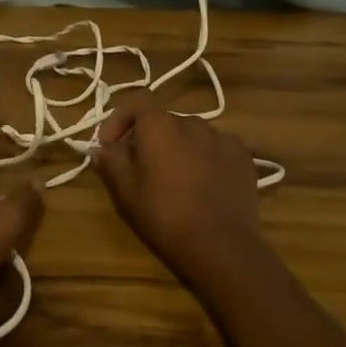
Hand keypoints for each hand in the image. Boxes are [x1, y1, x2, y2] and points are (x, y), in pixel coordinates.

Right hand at [93, 91, 267, 286]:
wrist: (221, 245)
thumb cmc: (164, 214)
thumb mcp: (125, 190)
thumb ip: (110, 161)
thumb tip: (103, 149)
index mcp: (160, 125)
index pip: (137, 101)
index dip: (120, 118)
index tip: (110, 145)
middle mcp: (192, 122)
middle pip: (164, 121)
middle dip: (148, 138)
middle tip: (141, 168)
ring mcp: (222, 137)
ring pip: (191, 135)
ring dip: (178, 148)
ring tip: (175, 179)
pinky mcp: (243, 156)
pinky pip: (216, 149)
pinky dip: (205, 159)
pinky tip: (203, 186)